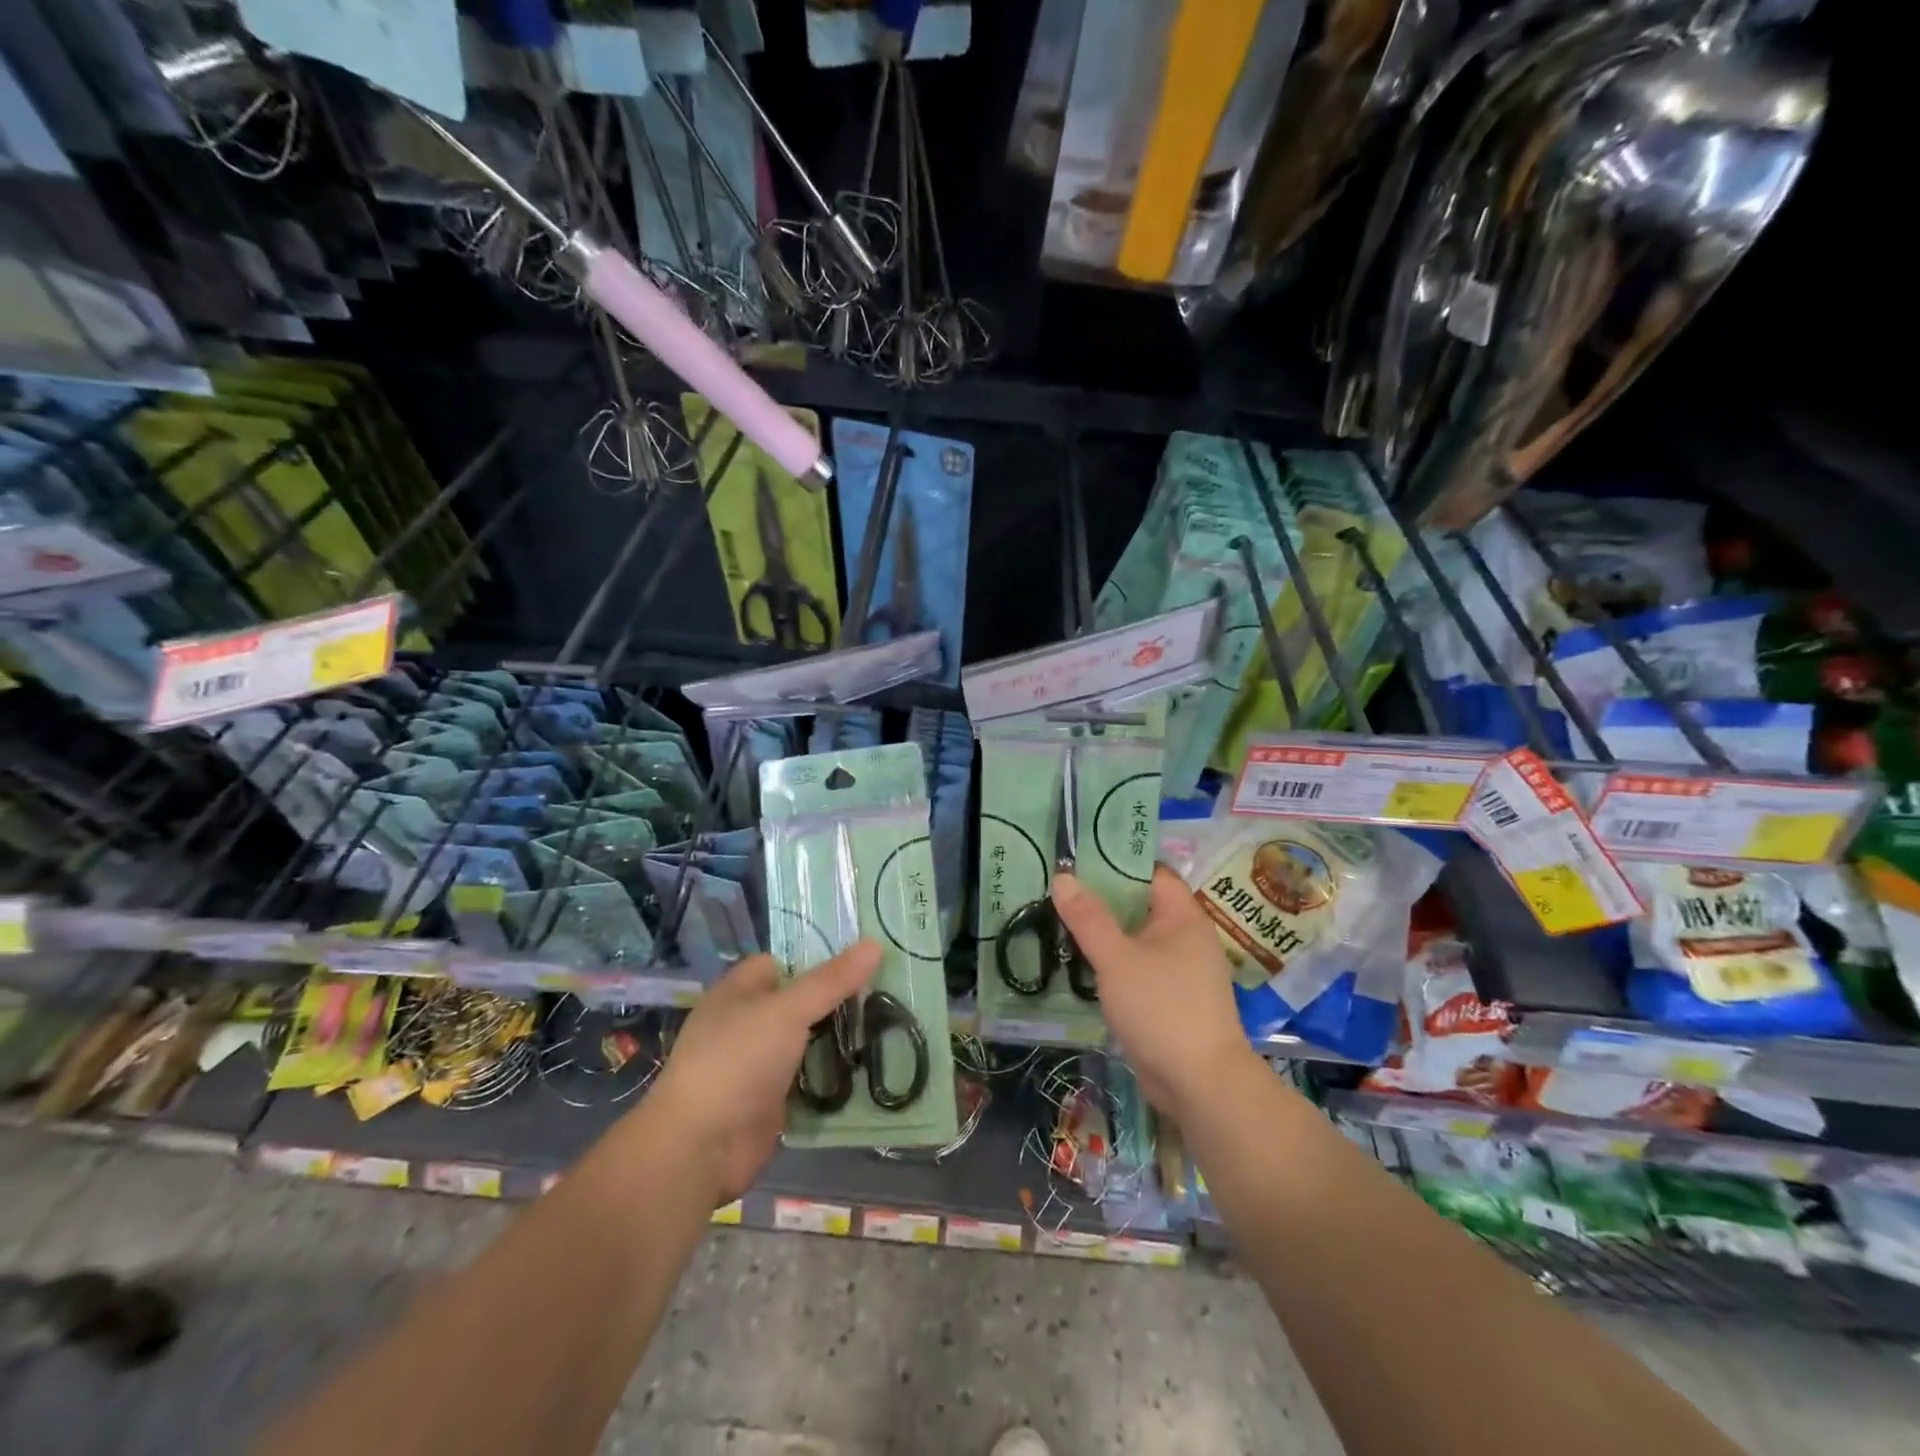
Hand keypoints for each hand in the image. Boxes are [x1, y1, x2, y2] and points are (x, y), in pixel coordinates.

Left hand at [647, 942, 880, 1201]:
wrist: (701, 1148)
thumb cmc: (737, 1061)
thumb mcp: (787, 1011)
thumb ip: (831, 981)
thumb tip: (875, 943)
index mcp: (738, 992)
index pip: (782, 962)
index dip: (817, 958)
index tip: (863, 958)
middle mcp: (747, 1023)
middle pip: (799, 1001)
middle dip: (837, 999)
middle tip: (886, 990)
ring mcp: (758, 1064)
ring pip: (807, 1041)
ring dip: (839, 1038)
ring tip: (892, 1023)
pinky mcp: (772, 1100)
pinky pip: (809, 1078)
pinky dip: (833, 1075)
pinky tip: (870, 1067)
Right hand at [1051, 866, 1258, 1116]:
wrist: (1200, 1082)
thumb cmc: (1161, 1007)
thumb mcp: (1116, 958)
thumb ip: (1088, 918)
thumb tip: (1063, 876)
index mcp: (1182, 916)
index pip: (1151, 872)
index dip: (1117, 862)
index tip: (1079, 859)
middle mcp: (1187, 937)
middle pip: (1141, 905)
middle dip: (1103, 899)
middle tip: (1061, 890)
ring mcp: (1182, 970)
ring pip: (1138, 939)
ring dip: (1106, 934)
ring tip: (1063, 923)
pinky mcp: (1172, 1000)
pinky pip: (1139, 968)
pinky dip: (1115, 963)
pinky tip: (1084, 965)